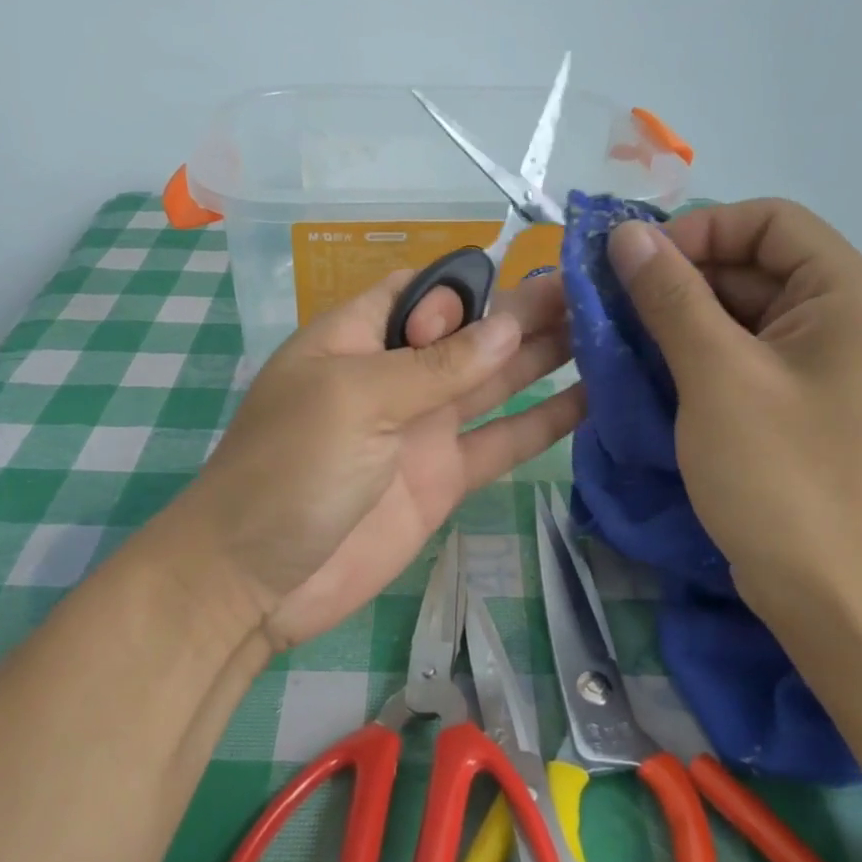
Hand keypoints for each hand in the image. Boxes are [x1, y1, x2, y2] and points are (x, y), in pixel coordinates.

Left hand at [159, 271, 582, 645]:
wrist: (256, 581)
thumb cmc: (290, 468)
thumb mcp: (356, 399)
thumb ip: (435, 365)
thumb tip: (508, 324)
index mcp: (357, 338)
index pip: (421, 290)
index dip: (469, 285)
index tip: (525, 279)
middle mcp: (395, 375)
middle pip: (468, 332)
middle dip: (523, 311)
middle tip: (593, 290)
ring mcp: (422, 428)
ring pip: (493, 381)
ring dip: (542, 356)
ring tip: (605, 331)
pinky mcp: (444, 478)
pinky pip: (502, 441)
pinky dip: (543, 423)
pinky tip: (591, 399)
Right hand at [606, 200, 861, 626]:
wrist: (834, 598)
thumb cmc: (781, 477)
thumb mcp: (716, 375)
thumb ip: (670, 296)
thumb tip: (628, 233)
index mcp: (849, 297)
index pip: (770, 221)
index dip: (700, 229)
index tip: (636, 264)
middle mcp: (845, 320)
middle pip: (754, 265)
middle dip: (680, 276)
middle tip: (611, 301)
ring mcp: (822, 366)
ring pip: (741, 312)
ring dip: (678, 316)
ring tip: (617, 335)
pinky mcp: (798, 403)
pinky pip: (741, 355)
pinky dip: (694, 353)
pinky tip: (645, 369)